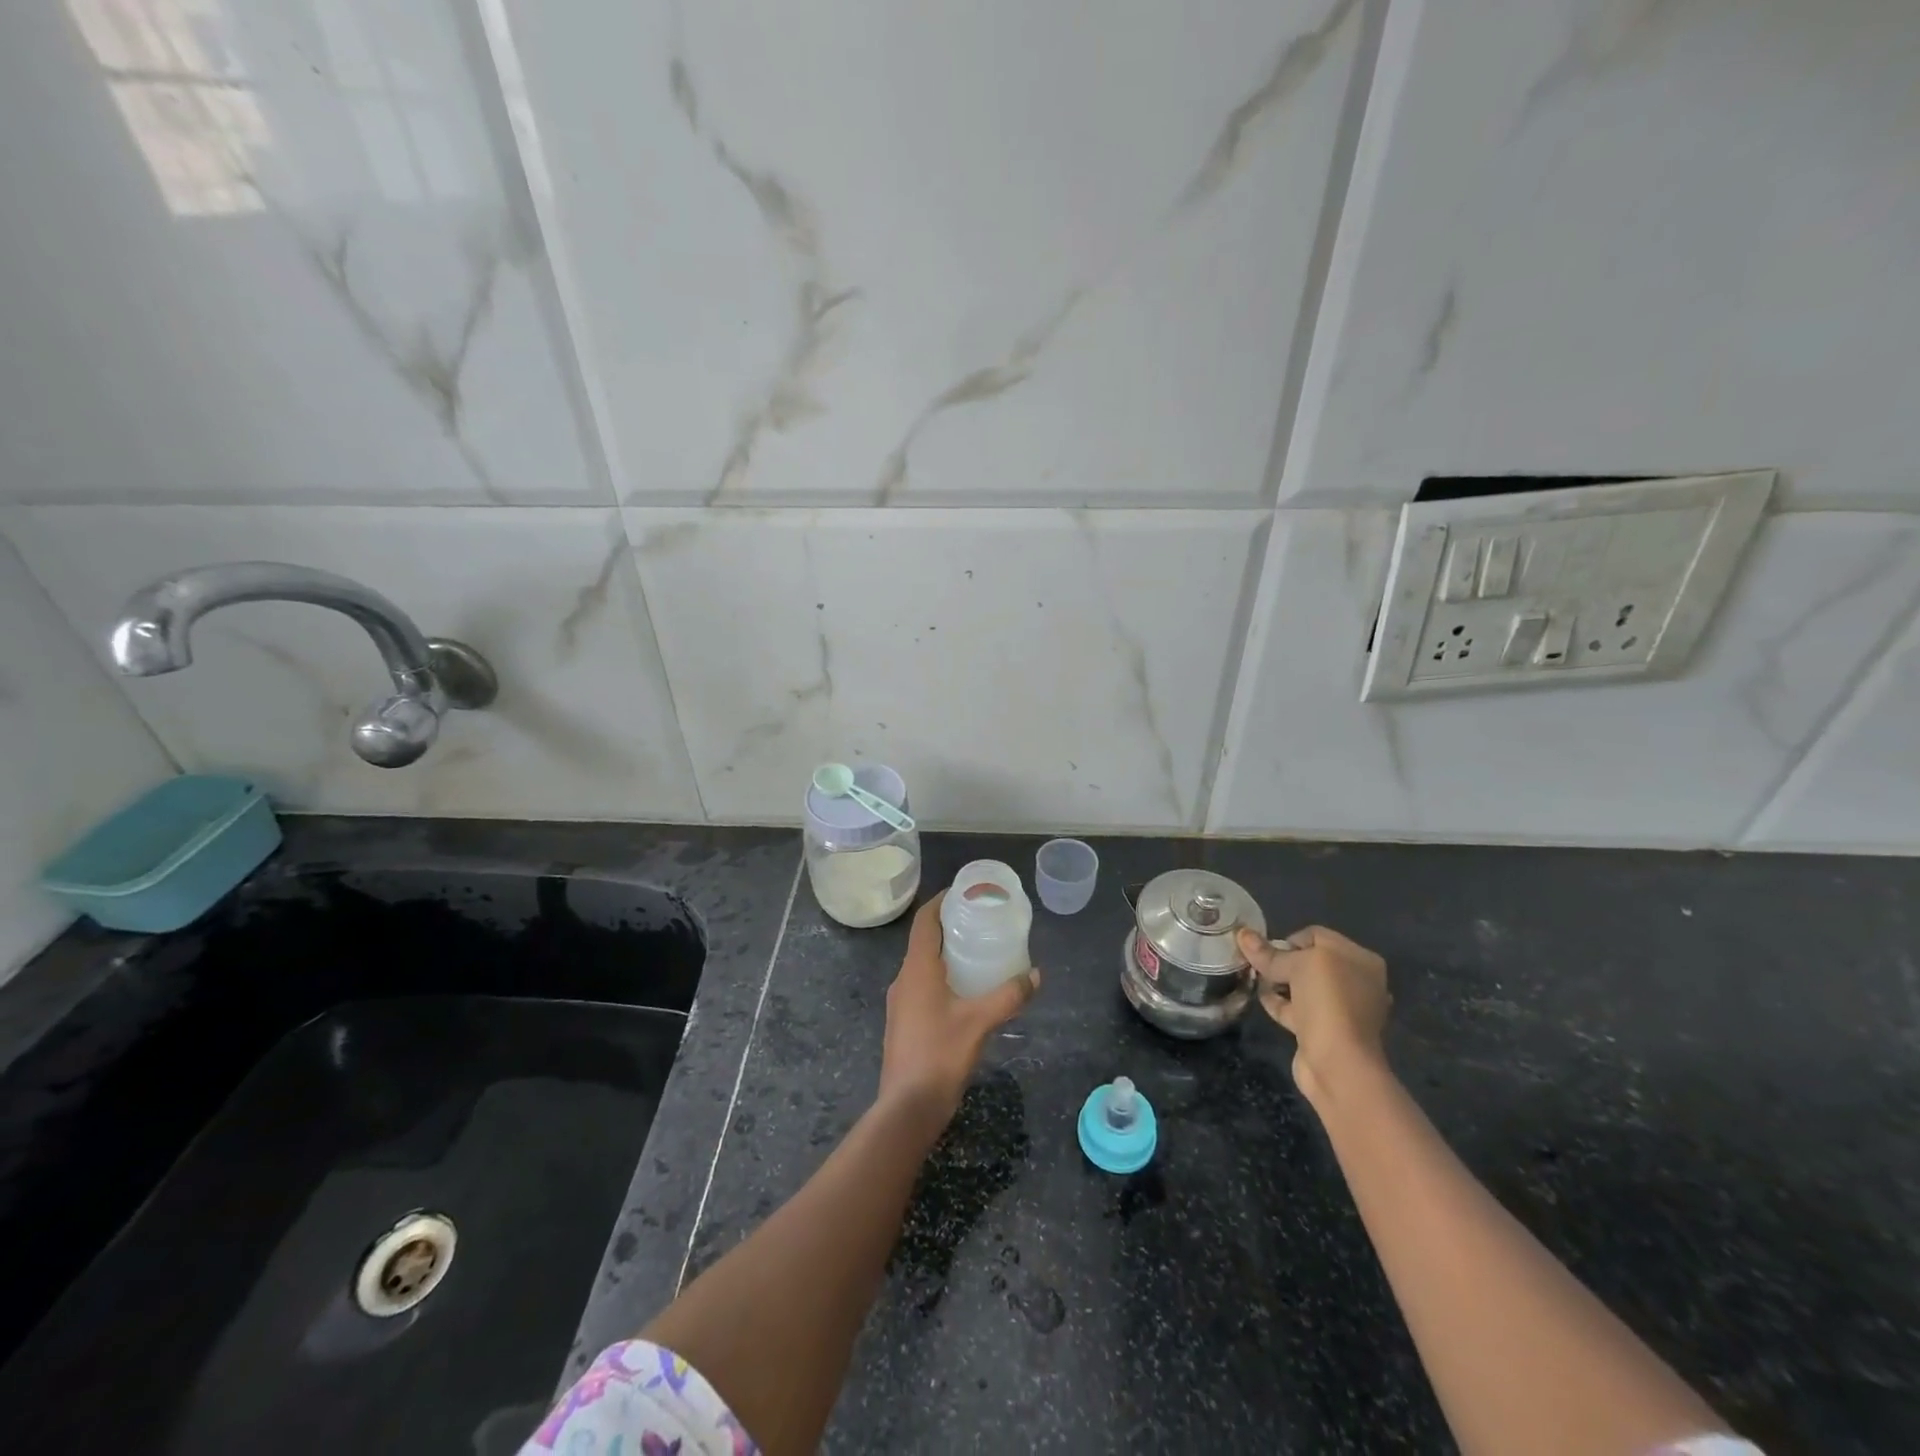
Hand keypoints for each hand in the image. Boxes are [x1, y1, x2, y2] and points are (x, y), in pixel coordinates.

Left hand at [879, 892, 1039, 1129]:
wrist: (907, 1107)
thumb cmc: (940, 1055)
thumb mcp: (980, 1022)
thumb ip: (1009, 996)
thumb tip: (1036, 975)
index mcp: (917, 969)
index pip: (924, 921)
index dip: (940, 901)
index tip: (963, 892)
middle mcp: (903, 979)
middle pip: (923, 941)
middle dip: (948, 927)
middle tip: (979, 922)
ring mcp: (900, 1003)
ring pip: (922, 966)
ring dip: (945, 955)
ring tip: (977, 953)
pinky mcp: (903, 1023)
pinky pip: (922, 986)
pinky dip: (942, 977)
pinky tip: (965, 992)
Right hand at [1238, 924, 1390, 1107]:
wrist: (1338, 1064)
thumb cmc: (1327, 1002)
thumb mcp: (1298, 965)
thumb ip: (1270, 952)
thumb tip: (1242, 934)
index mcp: (1361, 959)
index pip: (1317, 935)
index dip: (1289, 939)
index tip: (1268, 952)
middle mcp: (1356, 981)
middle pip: (1309, 961)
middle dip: (1282, 961)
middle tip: (1258, 966)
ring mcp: (1342, 1008)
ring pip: (1302, 986)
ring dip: (1278, 982)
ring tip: (1256, 981)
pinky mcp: (1325, 1030)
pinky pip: (1298, 1008)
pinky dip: (1280, 1002)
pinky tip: (1262, 999)